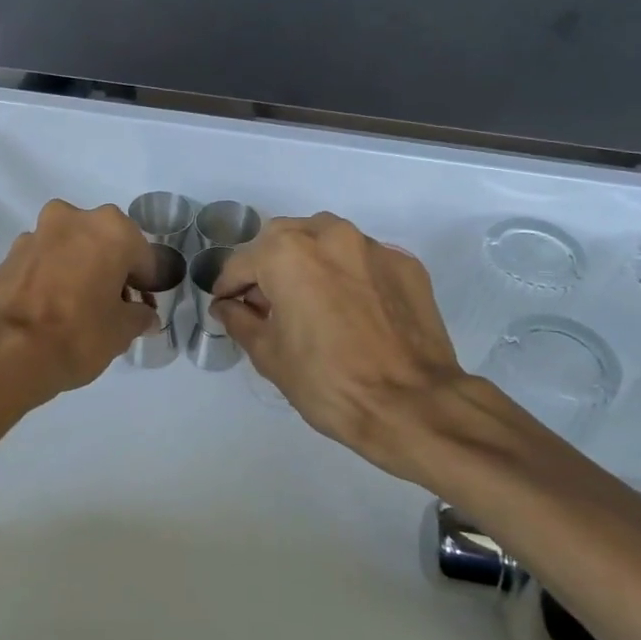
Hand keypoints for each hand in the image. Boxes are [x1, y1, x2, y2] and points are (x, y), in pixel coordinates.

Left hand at [0, 199, 157, 407]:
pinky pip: (44, 263)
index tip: (144, 309)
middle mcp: (73, 219)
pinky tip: (51, 311)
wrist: (3, 350)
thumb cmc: (76, 334)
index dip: (147, 285)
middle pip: (104, 244)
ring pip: (71, 250)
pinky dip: (52, 279)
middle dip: (111, 271)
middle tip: (112, 307)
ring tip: (79, 311)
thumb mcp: (121, 332)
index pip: (143, 256)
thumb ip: (138, 317)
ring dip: (79, 271)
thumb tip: (144, 316)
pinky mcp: (8, 255)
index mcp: (110, 229)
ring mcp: (36, 234)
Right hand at [212, 214, 516, 480]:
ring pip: (325, 240)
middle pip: (283, 239)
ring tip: (309, 301)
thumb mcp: (269, 355)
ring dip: (308, 262)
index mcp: (287, 253)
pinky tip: (350, 309)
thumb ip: (240, 320)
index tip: (227, 308)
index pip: (242, 262)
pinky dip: (346, 275)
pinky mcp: (405, 264)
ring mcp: (372, 246)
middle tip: (266, 304)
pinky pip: (361, 260)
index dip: (228, 287)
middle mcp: (329, 235)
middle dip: (267, 266)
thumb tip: (228, 306)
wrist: (413, 405)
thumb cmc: (327, 382)